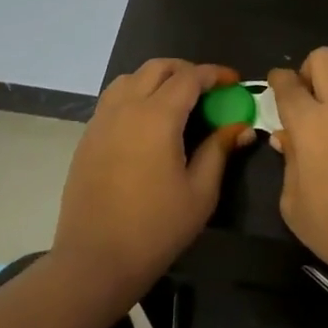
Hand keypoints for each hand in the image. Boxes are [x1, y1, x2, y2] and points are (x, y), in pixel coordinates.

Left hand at [54, 59, 252, 311]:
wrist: (95, 260)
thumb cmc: (156, 228)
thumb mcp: (200, 192)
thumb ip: (219, 150)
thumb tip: (240, 126)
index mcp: (157, 117)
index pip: (190, 77)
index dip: (215, 74)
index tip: (233, 81)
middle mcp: (126, 108)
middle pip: (158, 67)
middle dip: (186, 70)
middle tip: (208, 90)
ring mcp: (101, 120)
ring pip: (130, 78)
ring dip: (157, 79)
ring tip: (176, 101)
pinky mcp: (87, 137)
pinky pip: (113, 99)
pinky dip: (135, 95)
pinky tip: (147, 123)